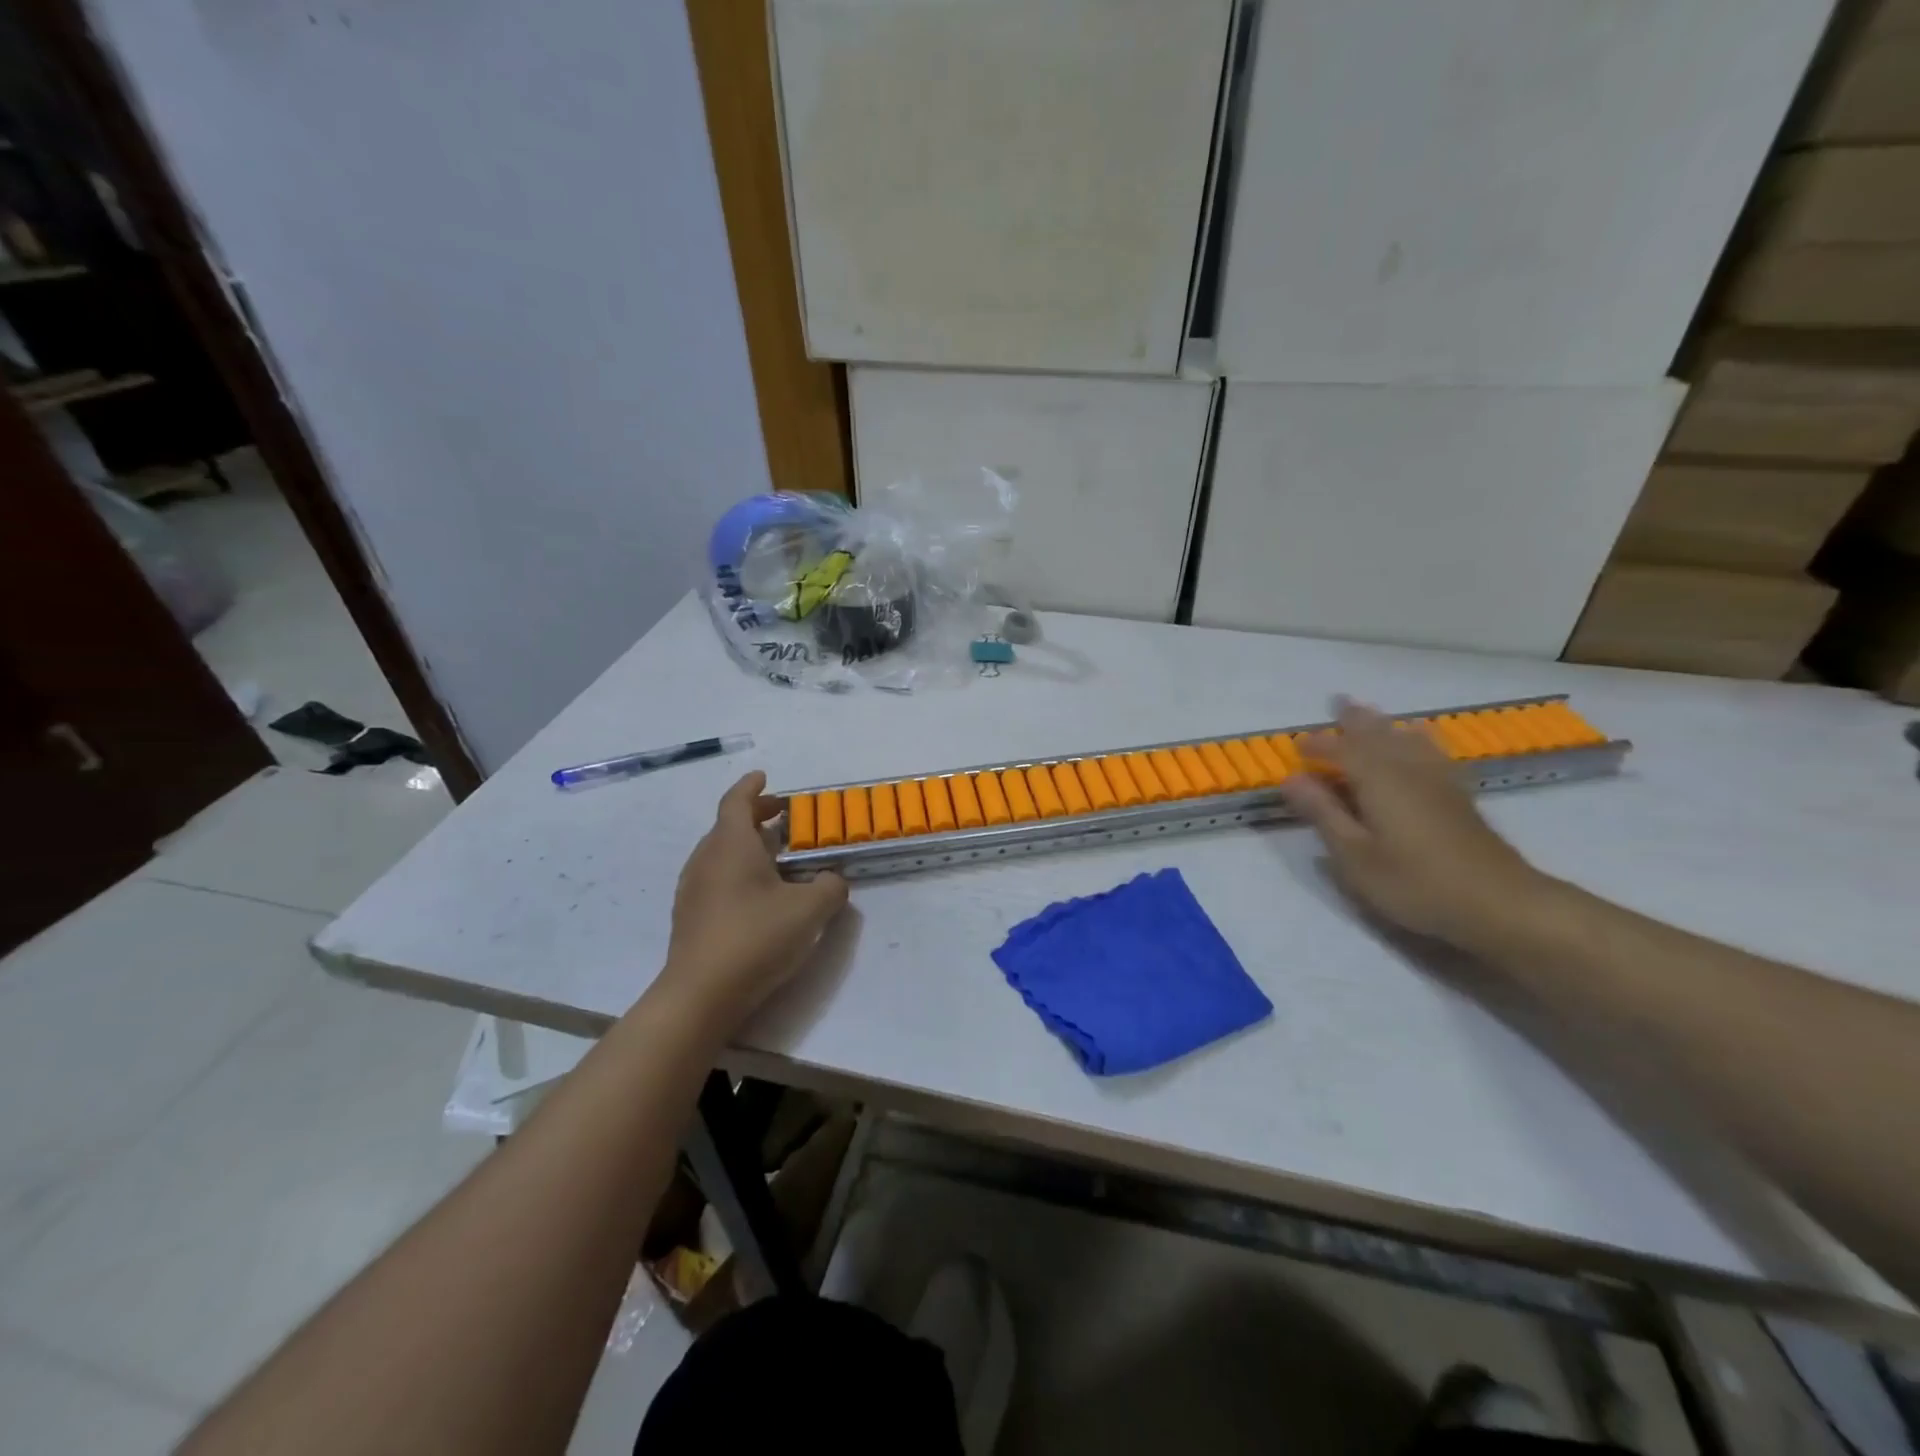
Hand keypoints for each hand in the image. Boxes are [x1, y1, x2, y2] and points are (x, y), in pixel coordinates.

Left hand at [657, 772, 848, 1024]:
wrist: (700, 995)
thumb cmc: (755, 938)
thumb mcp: (809, 910)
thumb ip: (829, 887)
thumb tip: (832, 879)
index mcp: (730, 845)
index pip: (736, 801)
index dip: (752, 787)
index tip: (765, 777)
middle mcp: (706, 859)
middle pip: (728, 825)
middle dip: (755, 816)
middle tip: (783, 817)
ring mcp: (692, 889)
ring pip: (720, 852)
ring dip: (746, 845)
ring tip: (775, 856)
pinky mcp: (689, 916)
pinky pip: (715, 877)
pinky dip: (737, 871)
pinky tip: (758, 894)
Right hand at [1277, 698, 1548, 950]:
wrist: (1500, 904)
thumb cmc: (1415, 883)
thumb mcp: (1354, 855)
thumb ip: (1324, 813)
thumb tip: (1291, 778)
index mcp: (1378, 780)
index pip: (1341, 750)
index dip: (1317, 745)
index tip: (1296, 746)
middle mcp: (1408, 770)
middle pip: (1379, 735)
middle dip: (1356, 720)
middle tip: (1339, 702)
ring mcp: (1439, 781)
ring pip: (1409, 740)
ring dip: (1387, 725)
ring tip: (1374, 715)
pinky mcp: (1460, 797)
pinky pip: (1433, 753)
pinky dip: (1419, 740)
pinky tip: (1422, 742)